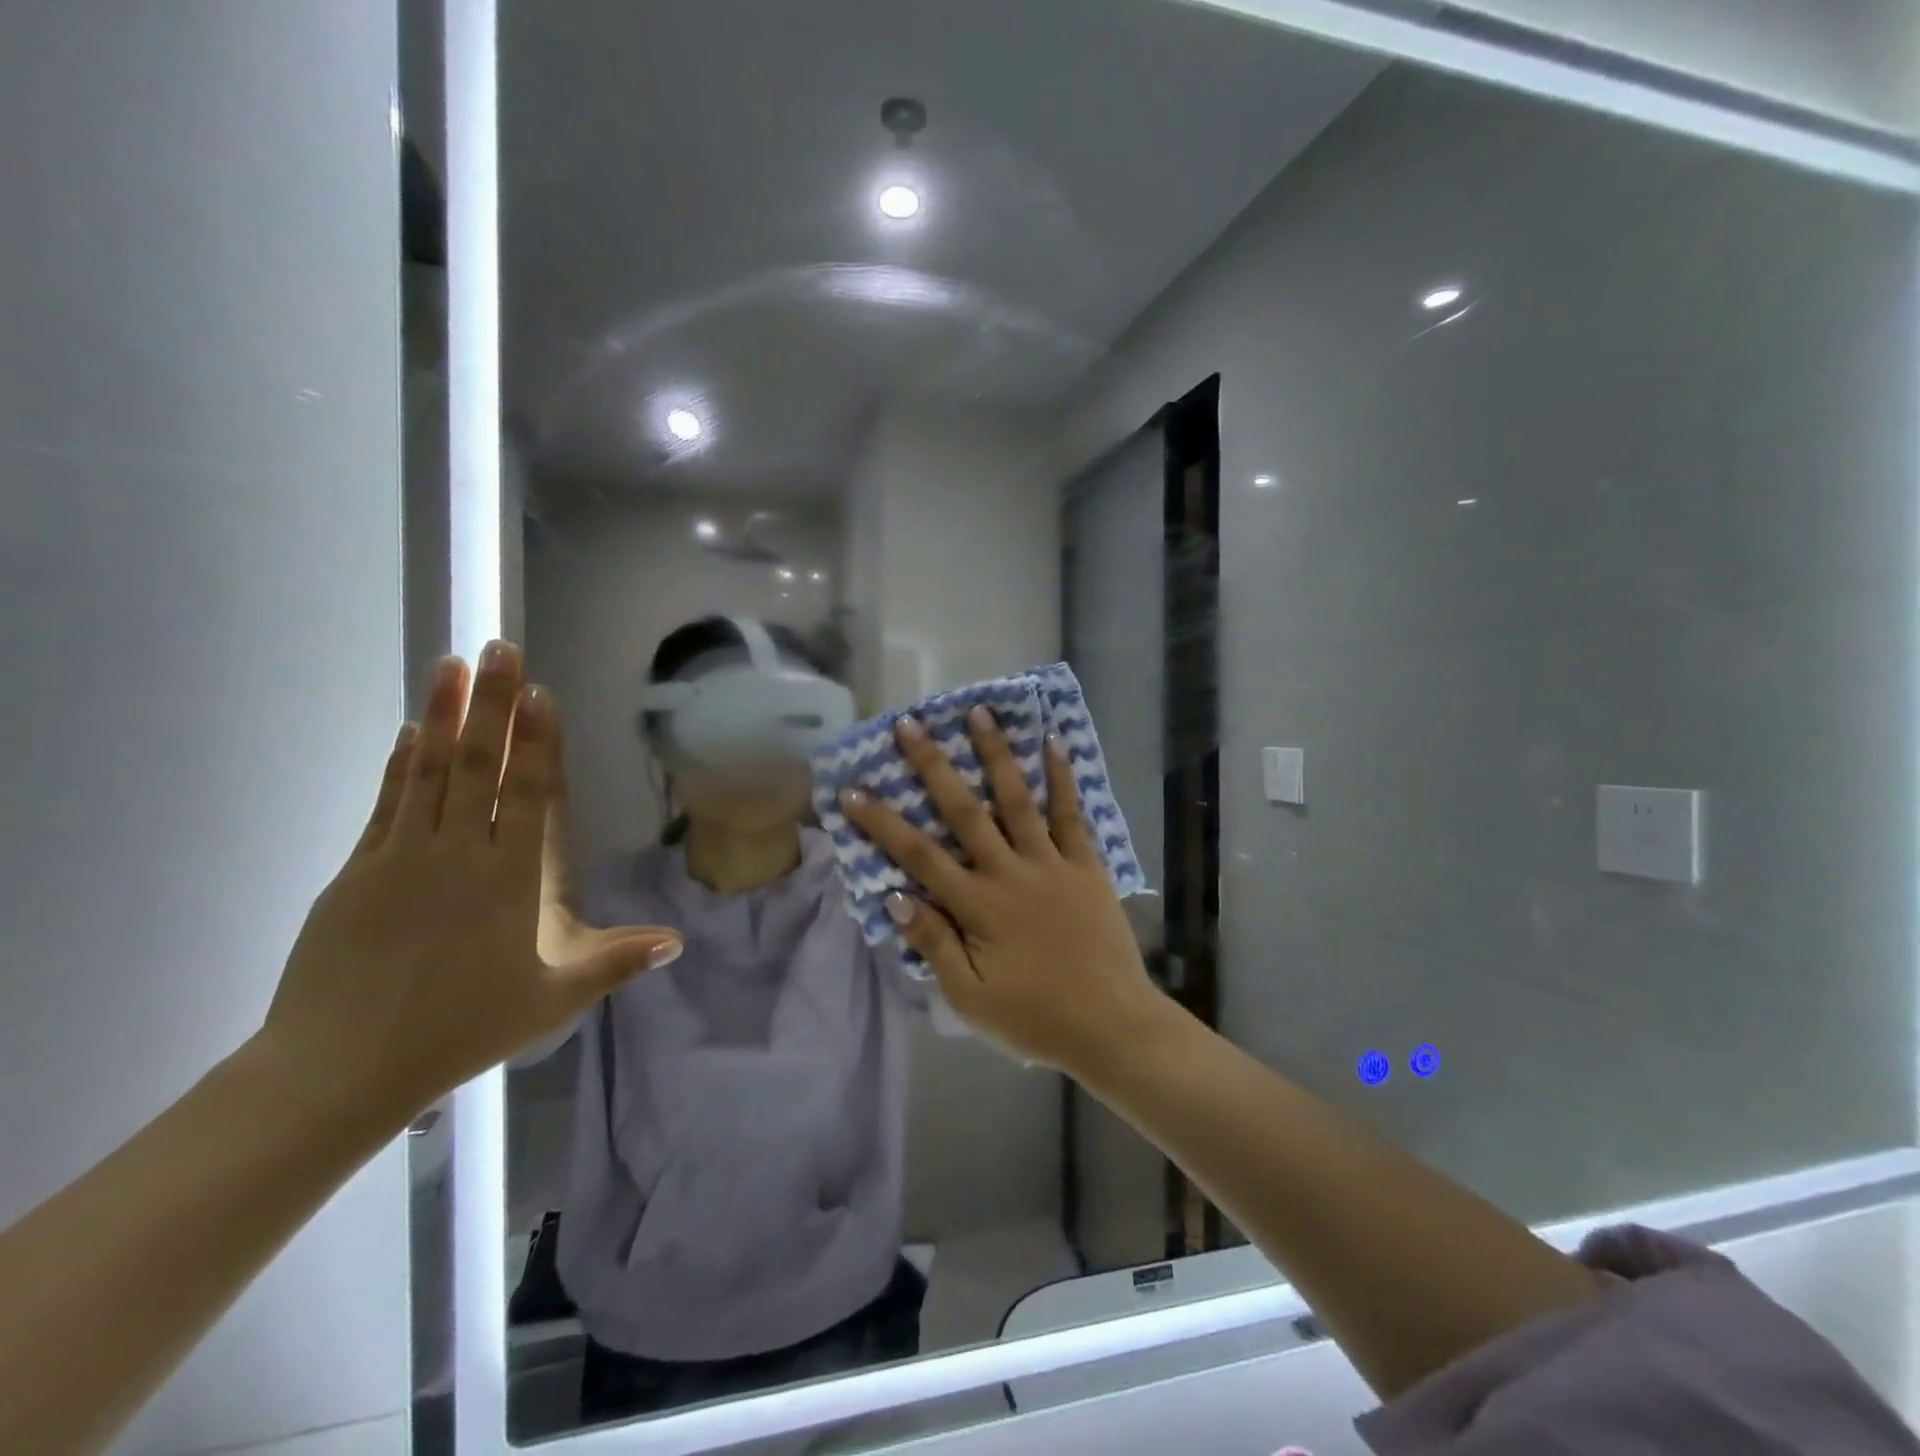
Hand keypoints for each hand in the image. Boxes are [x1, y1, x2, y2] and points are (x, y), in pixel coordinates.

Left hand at [257, 642, 683, 1125]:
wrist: (339, 1068)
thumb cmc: (460, 1031)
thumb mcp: (552, 1001)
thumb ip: (615, 963)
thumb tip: (678, 942)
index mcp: (507, 881)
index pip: (526, 795)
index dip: (535, 740)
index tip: (537, 692)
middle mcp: (456, 855)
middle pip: (478, 766)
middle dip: (492, 704)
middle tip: (499, 648)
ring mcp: (400, 859)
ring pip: (428, 772)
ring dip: (444, 715)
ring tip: (453, 666)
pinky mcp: (357, 873)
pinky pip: (386, 804)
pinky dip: (400, 764)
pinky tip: (411, 732)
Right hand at [839, 707, 1161, 1072]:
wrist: (1111, 1025)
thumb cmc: (1035, 1017)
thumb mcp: (971, 998)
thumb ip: (934, 945)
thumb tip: (895, 897)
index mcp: (977, 906)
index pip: (918, 855)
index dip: (882, 822)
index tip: (853, 790)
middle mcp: (1009, 872)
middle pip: (964, 811)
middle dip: (933, 766)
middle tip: (909, 725)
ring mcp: (1050, 863)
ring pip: (1017, 798)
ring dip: (995, 754)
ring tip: (978, 712)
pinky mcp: (1085, 863)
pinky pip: (1071, 814)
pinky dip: (1062, 777)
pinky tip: (1052, 742)